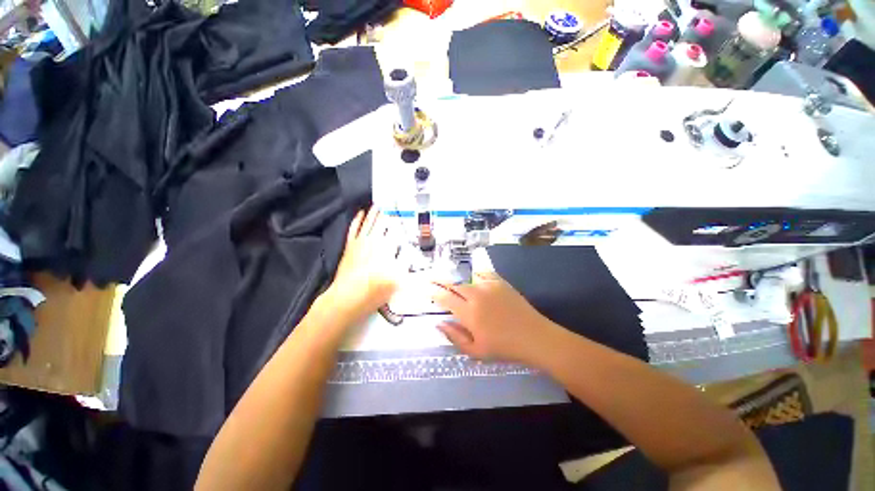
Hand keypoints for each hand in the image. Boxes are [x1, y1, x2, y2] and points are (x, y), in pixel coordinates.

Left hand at [323, 207, 401, 323]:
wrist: (349, 297)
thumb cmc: (375, 290)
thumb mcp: (398, 278)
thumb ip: (404, 261)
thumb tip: (408, 250)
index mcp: (386, 248)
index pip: (394, 230)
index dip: (398, 222)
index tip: (401, 215)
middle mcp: (374, 241)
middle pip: (381, 224)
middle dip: (386, 214)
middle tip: (389, 205)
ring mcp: (360, 243)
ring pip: (368, 223)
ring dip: (373, 214)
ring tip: (377, 205)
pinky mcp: (350, 247)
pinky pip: (353, 229)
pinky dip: (357, 220)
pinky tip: (360, 214)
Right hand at [432, 272, 558, 363]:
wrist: (534, 337)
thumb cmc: (504, 348)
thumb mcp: (476, 351)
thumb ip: (455, 337)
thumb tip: (439, 323)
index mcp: (469, 313)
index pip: (445, 298)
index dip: (434, 292)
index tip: (426, 288)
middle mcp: (476, 296)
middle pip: (453, 284)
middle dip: (440, 281)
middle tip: (431, 278)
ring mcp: (489, 286)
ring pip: (467, 279)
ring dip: (457, 280)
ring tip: (451, 280)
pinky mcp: (500, 282)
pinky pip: (483, 273)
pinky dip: (475, 274)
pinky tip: (473, 277)